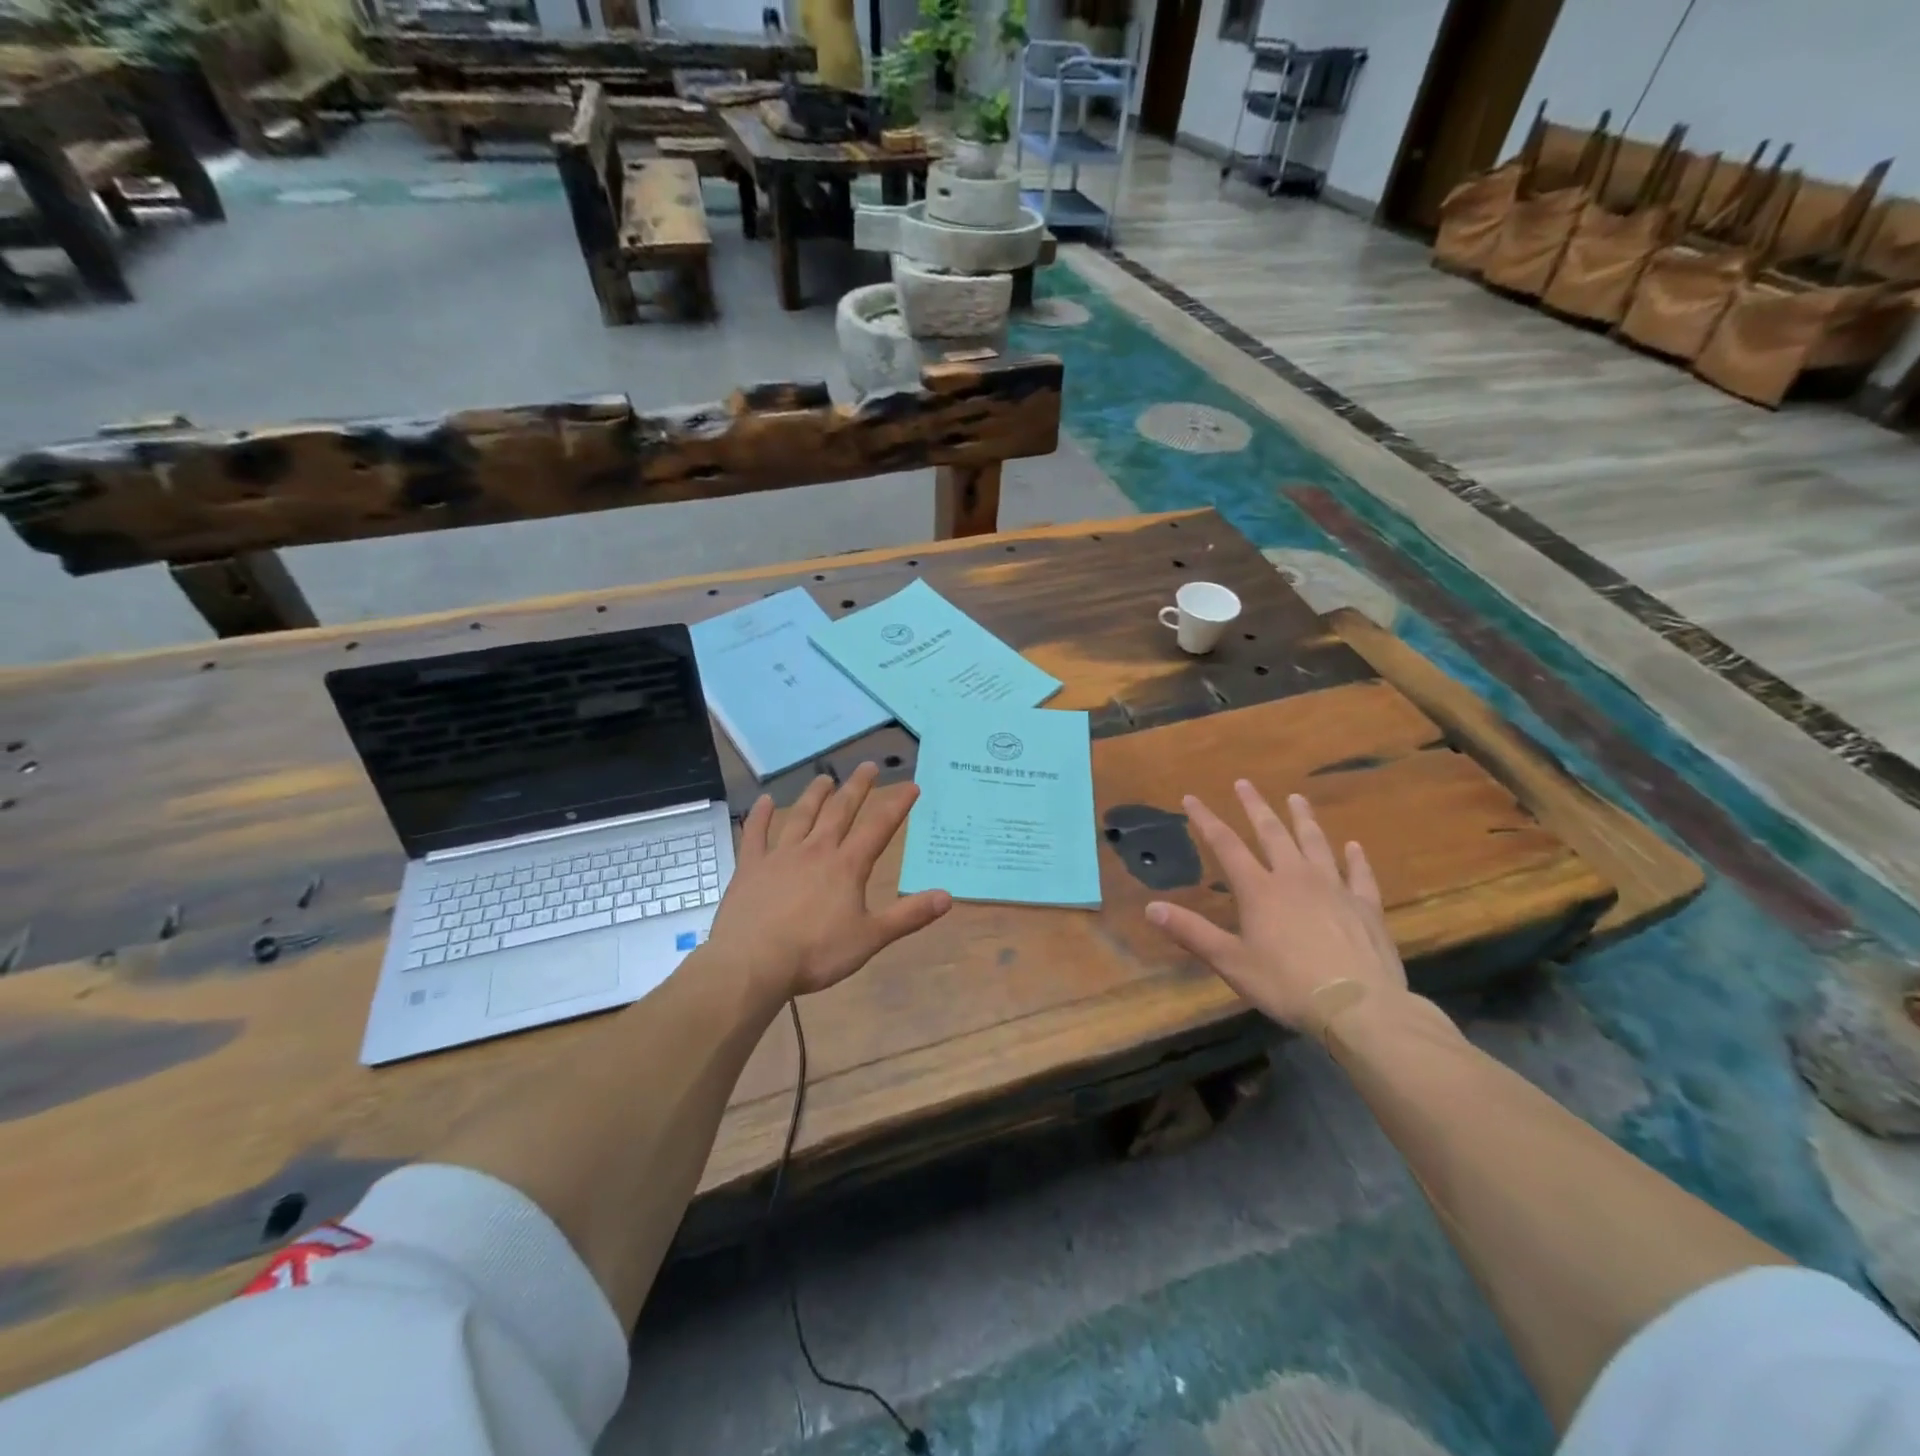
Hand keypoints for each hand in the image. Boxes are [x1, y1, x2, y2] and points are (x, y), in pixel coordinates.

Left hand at [706, 762, 951, 1002]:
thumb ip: (909, 916)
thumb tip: (947, 896)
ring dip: (815, 795)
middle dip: (857, 788)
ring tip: (825, 778)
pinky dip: (760, 816)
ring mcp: (780, 855)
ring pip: (801, 816)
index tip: (911, 786)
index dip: (897, 805)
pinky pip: (756, 834)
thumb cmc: (816, 953)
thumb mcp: (870, 938)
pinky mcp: (751, 867)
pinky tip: (764, 802)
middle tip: (868, 766)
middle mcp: (816, 850)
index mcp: (847, 866)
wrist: (753, 962)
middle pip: (840, 811)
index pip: (879, 828)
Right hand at [1145, 782, 1404, 1031]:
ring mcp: (1334, 889)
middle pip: (1272, 833)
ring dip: (1303, 819)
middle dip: (1254, 807)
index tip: (1191, 798)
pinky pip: (1359, 874)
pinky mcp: (1365, 906)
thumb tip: (1151, 907)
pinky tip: (1353, 846)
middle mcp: (1295, 878)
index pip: (1225, 845)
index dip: (1205, 820)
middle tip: (1244, 783)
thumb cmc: (1287, 985)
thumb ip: (1191, 932)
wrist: (1359, 1007)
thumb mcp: (1230, 961)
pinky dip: (1355, 858)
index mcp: (1259, 890)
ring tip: (1296, 798)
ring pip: (1316, 843)